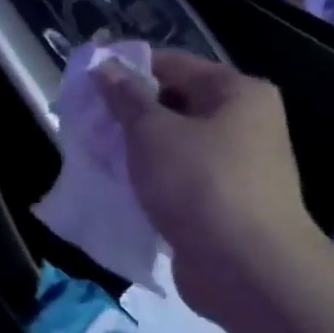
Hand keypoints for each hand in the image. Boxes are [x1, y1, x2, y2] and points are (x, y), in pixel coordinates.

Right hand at [96, 49, 321, 311]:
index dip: (128, 69)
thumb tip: (104, 68)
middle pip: (175, 104)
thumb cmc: (200, 184)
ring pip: (174, 145)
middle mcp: (245, 123)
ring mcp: (236, 166)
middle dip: (129, 113)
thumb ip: (125, 98)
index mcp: (237, 93)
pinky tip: (118, 187)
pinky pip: (178, 180)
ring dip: (137, 150)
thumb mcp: (152, 133)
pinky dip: (151, 181)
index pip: (173, 64)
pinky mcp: (223, 203)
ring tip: (94, 154)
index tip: (87, 82)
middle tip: (86, 122)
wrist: (246, 268)